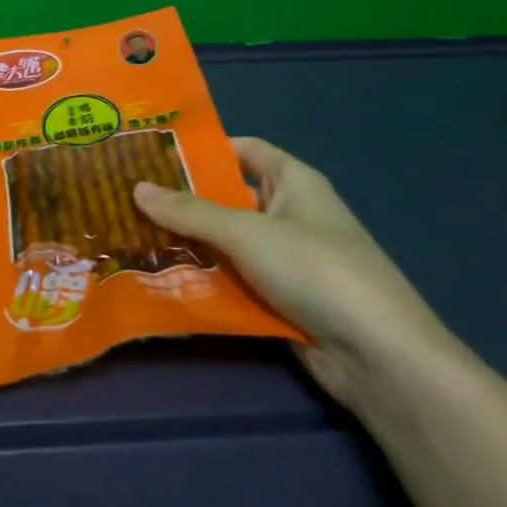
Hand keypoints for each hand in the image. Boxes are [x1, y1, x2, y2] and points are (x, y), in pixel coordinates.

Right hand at [134, 139, 457, 409]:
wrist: (380, 357)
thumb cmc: (316, 269)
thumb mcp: (247, 233)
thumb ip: (190, 212)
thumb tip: (136, 188)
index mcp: (293, 181)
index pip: (243, 150)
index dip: (202, 149)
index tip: (152, 152)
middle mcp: (289, 214)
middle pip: (228, 199)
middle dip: (182, 200)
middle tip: (127, 197)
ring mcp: (285, 260)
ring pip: (226, 244)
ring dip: (188, 245)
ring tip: (130, 236)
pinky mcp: (280, 300)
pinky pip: (234, 281)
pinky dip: (204, 281)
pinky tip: (161, 280)